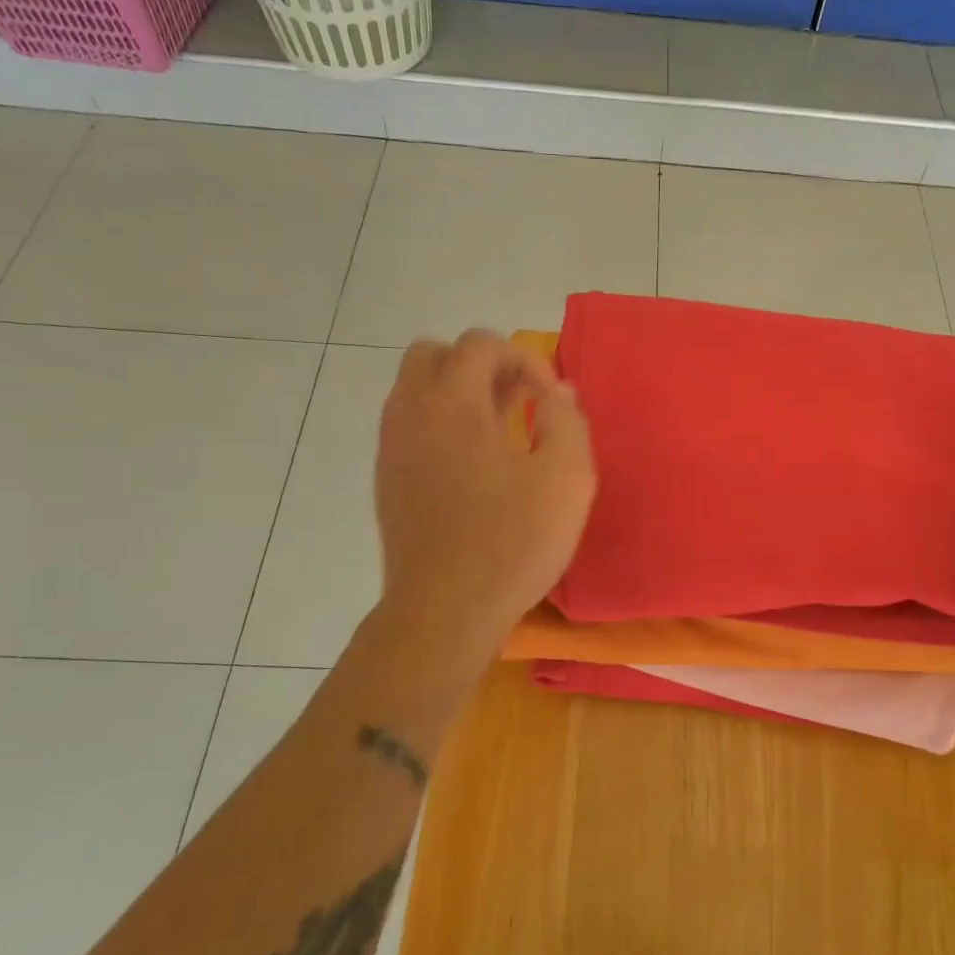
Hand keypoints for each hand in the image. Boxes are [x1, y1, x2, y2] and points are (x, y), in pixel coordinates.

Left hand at [373, 330, 595, 665]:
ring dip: (456, 393)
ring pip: (414, 389)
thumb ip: (568, 421)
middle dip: (480, 365)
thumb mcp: (567, 479)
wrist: (444, 610)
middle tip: (516, 401)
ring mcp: (392, 447)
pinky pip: (407, 426)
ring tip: (497, 432)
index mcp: (454, 403)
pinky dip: (438, 425)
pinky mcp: (386, 480)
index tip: (550, 402)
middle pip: (433, 353)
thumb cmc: (513, 543)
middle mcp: (412, 413)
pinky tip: (470, 467)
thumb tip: (558, 391)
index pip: (481, 343)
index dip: (524, 360)